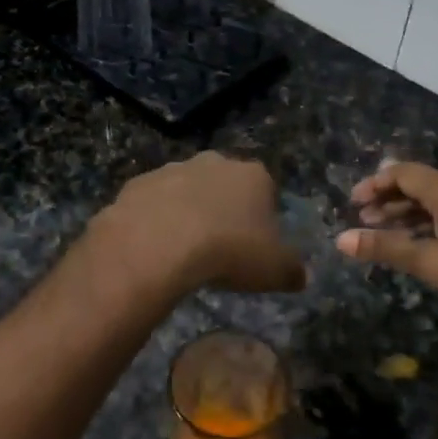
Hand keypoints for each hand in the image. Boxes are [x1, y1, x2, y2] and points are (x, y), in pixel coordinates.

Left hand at [93, 152, 307, 295]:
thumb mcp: (275, 270)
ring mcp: (173, 169)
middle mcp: (215, 162)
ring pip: (187, 191)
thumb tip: (300, 276)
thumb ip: (293, 270)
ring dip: (188, 213)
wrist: (158, 244)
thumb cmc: (229, 251)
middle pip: (225, 185)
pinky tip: (155, 248)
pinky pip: (153, 204)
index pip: (267, 190)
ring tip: (185, 252)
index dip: (263, 217)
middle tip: (221, 246)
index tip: (256, 244)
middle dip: (224, 209)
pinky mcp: (137, 184)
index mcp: (254, 176)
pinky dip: (156, 221)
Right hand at [336, 161, 437, 325]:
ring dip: (411, 213)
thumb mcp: (433, 262)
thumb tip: (341, 239)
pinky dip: (433, 223)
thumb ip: (387, 249)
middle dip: (390, 199)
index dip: (375, 183)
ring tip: (389, 231)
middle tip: (364, 218)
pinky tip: (430, 243)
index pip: (403, 172)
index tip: (353, 202)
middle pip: (421, 184)